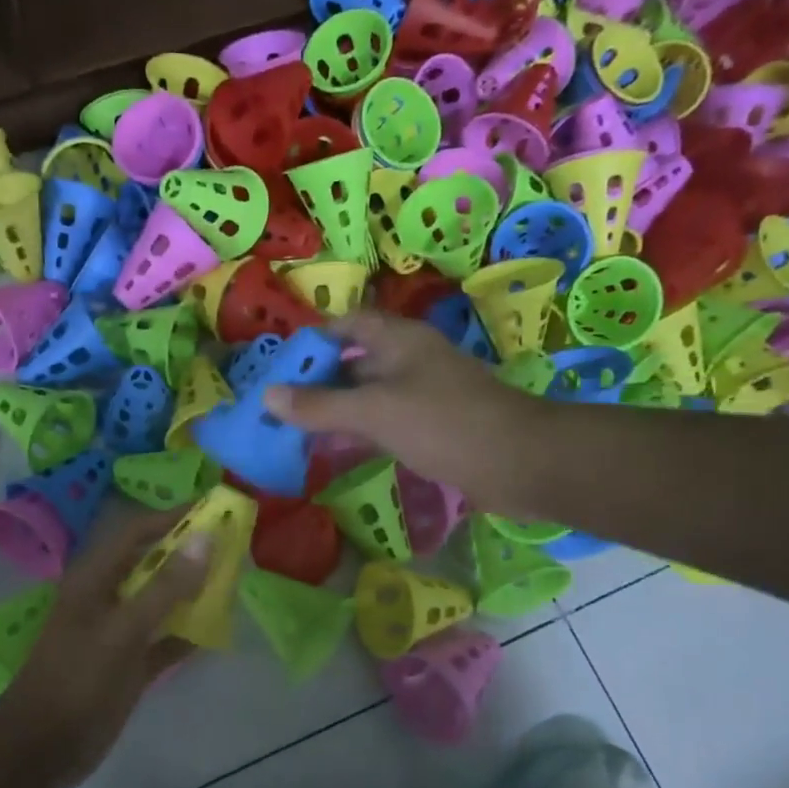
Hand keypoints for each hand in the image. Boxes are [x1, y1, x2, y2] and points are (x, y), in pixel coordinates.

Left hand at [0, 509, 210, 787]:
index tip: (213, 508)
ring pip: (161, 602)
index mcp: (94, 578)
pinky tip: (216, 632)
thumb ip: (165, 586)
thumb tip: (205, 538)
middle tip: (232, 545)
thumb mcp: (122, 630)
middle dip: (188, 553)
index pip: (136, 532)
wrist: (41, 749)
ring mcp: (117, 633)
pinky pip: (163, 641)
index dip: (172, 517)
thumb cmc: (76, 680)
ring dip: (192, 592)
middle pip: (152, 564)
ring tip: (232, 581)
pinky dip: (186, 635)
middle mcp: (106, 598)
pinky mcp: (128, 665)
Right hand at [264, 310, 550, 516]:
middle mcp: (410, 361)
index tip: (282, 365)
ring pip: (368, 396)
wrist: (521, 463)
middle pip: (354, 362)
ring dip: (335, 411)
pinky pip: (384, 424)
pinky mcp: (432, 428)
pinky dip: (358, 433)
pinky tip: (333, 452)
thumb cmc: (444, 424)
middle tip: (278, 404)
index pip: (349, 324)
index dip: (315, 338)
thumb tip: (267, 396)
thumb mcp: (374, 412)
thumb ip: (320, 406)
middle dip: (317, 380)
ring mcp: (423, 396)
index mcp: (399, 341)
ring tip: (294, 431)